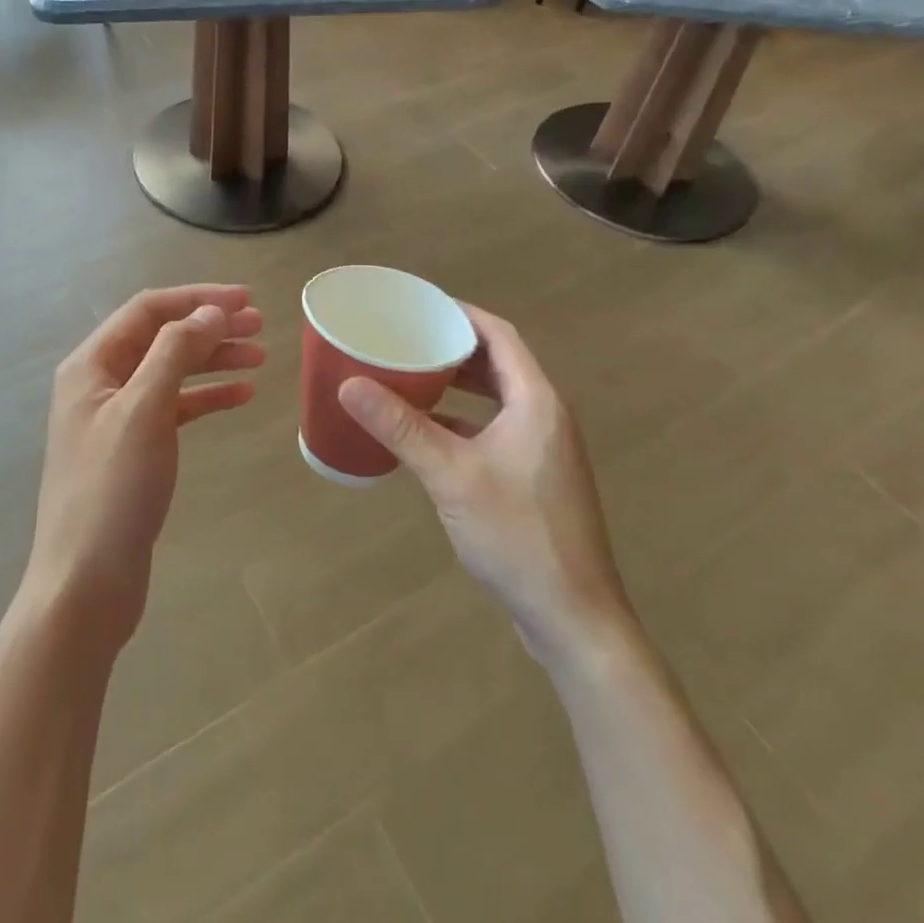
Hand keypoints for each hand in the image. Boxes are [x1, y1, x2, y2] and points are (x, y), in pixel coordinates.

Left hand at [25, 285, 263, 650]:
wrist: (85, 585)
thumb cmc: (111, 491)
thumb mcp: (144, 411)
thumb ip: (175, 353)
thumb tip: (210, 312)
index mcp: (91, 365)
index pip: (148, 310)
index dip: (197, 299)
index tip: (246, 300)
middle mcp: (100, 383)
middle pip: (161, 337)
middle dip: (209, 327)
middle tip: (260, 326)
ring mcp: (116, 418)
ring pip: (171, 371)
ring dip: (213, 360)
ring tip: (259, 357)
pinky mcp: (134, 449)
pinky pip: (174, 408)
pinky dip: (206, 398)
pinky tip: (241, 397)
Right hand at [337, 304, 628, 664]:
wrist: (573, 617)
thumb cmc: (516, 534)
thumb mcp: (450, 474)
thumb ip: (400, 427)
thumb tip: (349, 384)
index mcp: (537, 400)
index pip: (499, 335)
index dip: (461, 314)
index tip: (419, 305)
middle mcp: (546, 415)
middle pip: (499, 362)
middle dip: (454, 347)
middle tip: (407, 338)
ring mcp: (544, 449)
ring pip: (498, 398)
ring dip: (459, 384)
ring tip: (412, 375)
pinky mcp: (536, 477)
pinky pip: (496, 428)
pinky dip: (464, 419)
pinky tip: (429, 431)